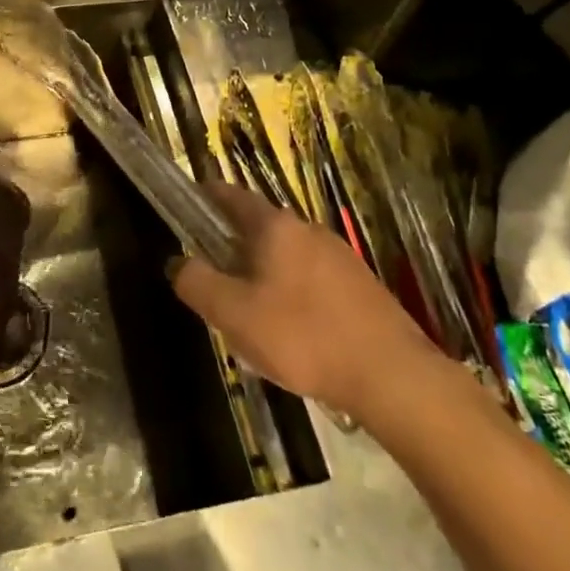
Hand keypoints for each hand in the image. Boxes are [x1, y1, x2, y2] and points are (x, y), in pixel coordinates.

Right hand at [169, 183, 438, 418]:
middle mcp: (307, 229)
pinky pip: (311, 278)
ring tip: (251, 315)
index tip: (187, 206)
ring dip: (263, 274)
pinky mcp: (360, 284)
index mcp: (275, 227)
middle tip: (214, 282)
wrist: (391, 375)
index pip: (231, 195)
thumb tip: (178, 263)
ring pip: (286, 256)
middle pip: (258, 228)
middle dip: (233, 248)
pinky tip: (293, 333)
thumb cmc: (303, 337)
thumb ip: (197, 284)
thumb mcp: (234, 315)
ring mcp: (339, 255)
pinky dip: (292, 293)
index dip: (206, 197)